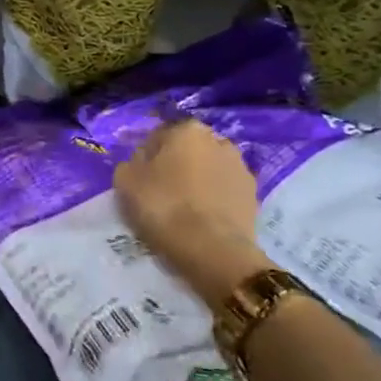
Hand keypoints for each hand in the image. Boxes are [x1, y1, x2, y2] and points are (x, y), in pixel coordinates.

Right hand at [113, 121, 270, 312]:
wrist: (213, 249)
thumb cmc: (164, 206)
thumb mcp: (126, 181)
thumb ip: (131, 162)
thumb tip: (142, 161)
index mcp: (187, 130)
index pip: (158, 136)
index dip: (146, 157)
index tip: (139, 178)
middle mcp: (219, 141)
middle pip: (188, 150)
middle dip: (176, 165)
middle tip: (160, 192)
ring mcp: (241, 168)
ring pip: (209, 170)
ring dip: (198, 181)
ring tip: (183, 208)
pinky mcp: (254, 196)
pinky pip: (224, 191)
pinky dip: (214, 199)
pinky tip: (202, 219)